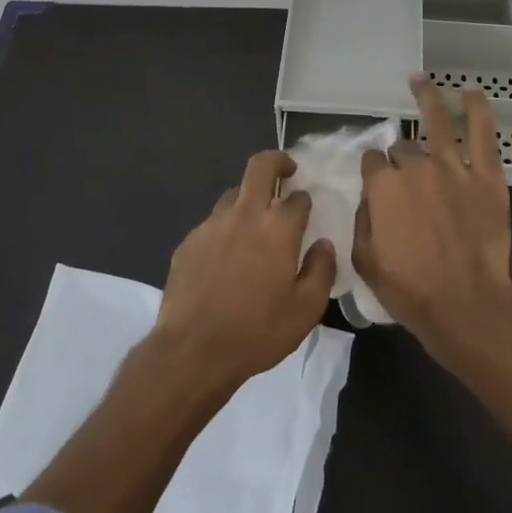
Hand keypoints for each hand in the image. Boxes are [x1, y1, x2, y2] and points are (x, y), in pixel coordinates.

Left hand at [153, 150, 337, 388]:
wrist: (193, 351)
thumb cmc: (258, 331)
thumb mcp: (306, 309)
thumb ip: (321, 270)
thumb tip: (323, 244)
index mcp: (277, 228)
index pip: (297, 197)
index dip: (305, 201)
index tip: (306, 211)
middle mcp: (244, 215)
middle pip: (259, 167)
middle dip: (277, 161)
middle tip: (286, 171)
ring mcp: (211, 225)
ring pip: (233, 195)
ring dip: (248, 200)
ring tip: (253, 226)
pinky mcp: (188, 242)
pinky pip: (211, 224)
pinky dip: (224, 230)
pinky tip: (225, 259)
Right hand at [355, 75, 511, 354]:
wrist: (465, 305)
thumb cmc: (410, 290)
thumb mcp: (364, 260)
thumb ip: (362, 219)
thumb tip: (370, 197)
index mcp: (382, 188)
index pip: (372, 161)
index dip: (374, 170)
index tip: (378, 180)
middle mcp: (415, 168)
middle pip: (402, 148)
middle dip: (401, 156)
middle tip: (408, 176)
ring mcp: (452, 168)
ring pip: (436, 122)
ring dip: (427, 97)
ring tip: (419, 80)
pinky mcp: (486, 176)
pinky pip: (482, 132)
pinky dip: (476, 108)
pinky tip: (469, 91)